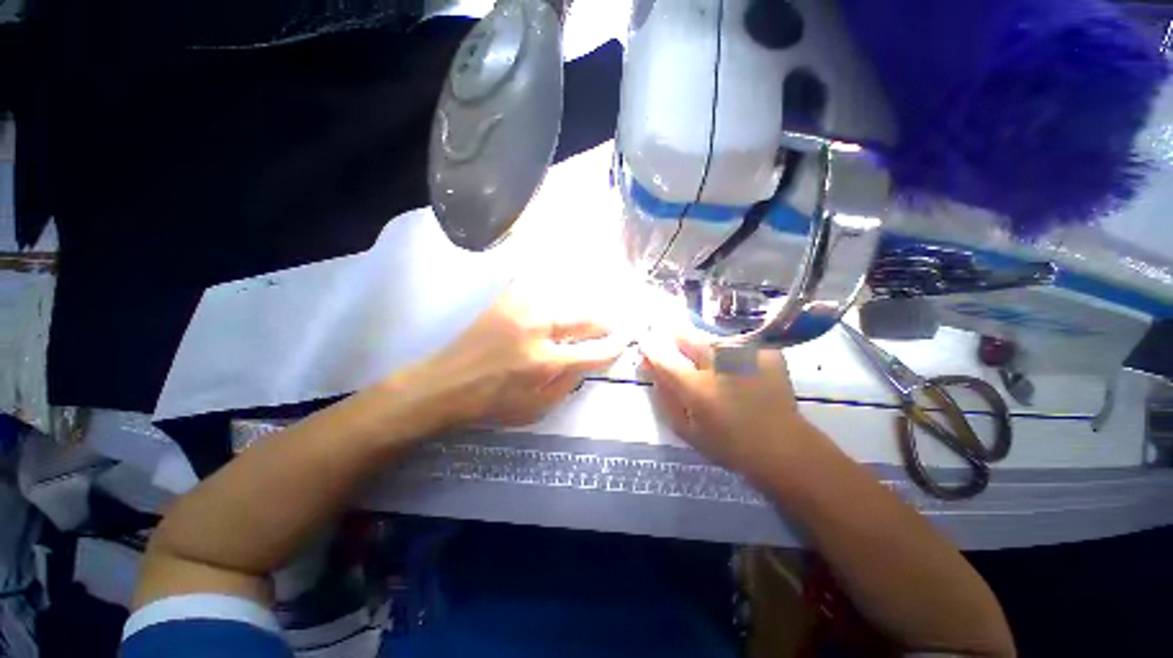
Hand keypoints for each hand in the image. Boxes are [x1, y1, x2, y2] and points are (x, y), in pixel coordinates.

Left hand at [399, 282, 624, 430]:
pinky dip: (552, 282)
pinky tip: (559, 287)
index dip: (614, 347)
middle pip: (584, 318)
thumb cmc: (492, 403)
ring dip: (584, 304)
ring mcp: (520, 309)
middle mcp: (537, 330)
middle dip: (605, 323)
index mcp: (545, 362)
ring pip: (565, 296)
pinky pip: (535, 281)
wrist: (446, 384)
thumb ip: (567, 385)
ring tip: (591, 311)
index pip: (593, 351)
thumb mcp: (536, 410)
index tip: (624, 342)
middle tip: (613, 326)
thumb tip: (588, 363)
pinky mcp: (505, 300)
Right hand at [639, 332, 823, 479]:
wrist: (783, 446)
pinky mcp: (764, 351)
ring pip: (709, 338)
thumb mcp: (686, 429)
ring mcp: (745, 353)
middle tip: (679, 352)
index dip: (649, 346)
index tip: (644, 343)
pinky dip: (730, 353)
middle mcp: (718, 361)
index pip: (660, 355)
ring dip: (704, 348)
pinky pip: (735, 344)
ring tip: (714, 367)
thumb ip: (664, 396)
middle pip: (685, 335)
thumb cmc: (728, 443)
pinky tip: (738, 370)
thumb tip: (652, 369)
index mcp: (695, 386)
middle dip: (675, 339)